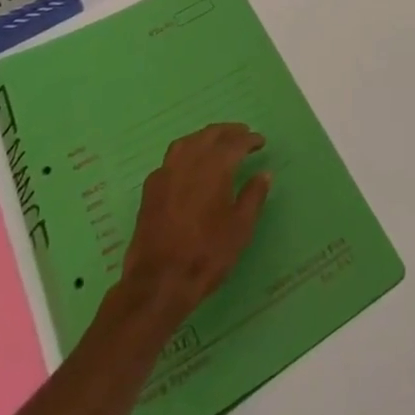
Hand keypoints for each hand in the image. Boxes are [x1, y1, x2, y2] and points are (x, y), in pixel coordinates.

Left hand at [118, 123, 272, 324]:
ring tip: (216, 143)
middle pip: (210, 134)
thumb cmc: (205, 254)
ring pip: (188, 141)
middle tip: (242, 134)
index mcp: (214, 166)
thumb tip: (264, 174)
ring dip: (205, 137)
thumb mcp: (240, 229)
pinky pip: (171, 158)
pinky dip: (186, 153)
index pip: (235, 142)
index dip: (249, 139)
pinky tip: (189, 166)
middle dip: (228, 132)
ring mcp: (166, 172)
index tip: (260, 141)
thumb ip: (253, 197)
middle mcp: (189, 160)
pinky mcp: (150, 187)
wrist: (157, 282)